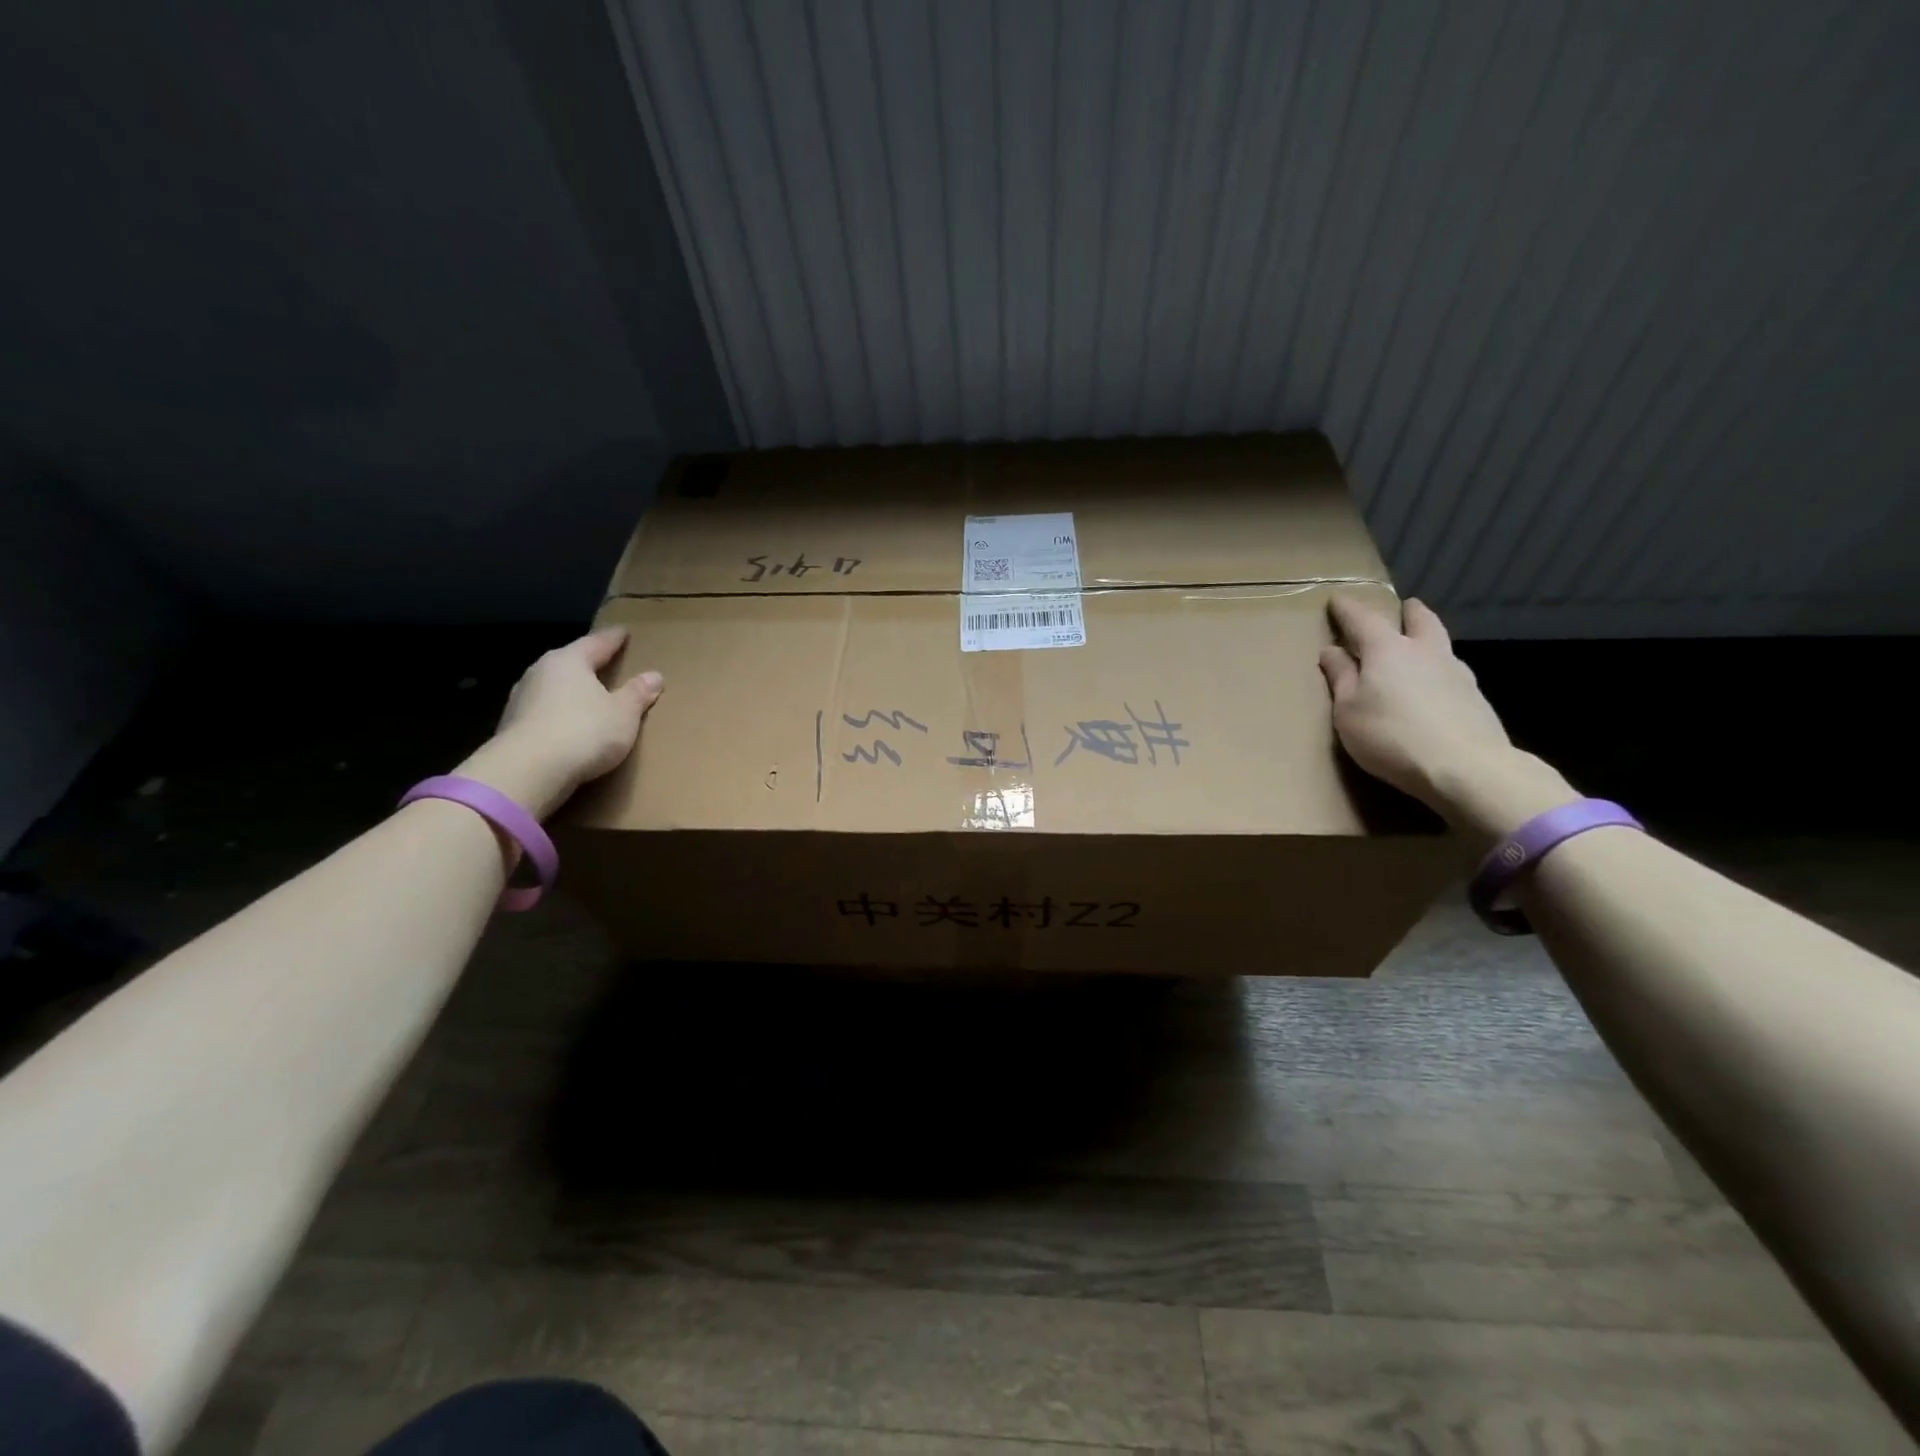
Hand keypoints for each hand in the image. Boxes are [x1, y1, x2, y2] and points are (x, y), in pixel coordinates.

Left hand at [455, 627, 662, 818]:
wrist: (528, 771)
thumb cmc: (584, 731)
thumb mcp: (623, 713)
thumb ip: (638, 694)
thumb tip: (654, 675)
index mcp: (569, 661)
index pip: (597, 642)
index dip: (614, 638)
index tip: (624, 632)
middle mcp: (541, 672)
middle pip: (570, 662)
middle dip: (588, 664)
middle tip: (607, 663)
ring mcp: (522, 699)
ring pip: (553, 687)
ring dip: (571, 691)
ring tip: (589, 697)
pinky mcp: (512, 726)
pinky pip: (544, 712)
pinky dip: (559, 714)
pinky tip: (569, 724)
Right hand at [1319, 596, 1573, 837]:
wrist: (1466, 768)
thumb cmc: (1391, 736)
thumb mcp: (1349, 711)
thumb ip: (1341, 678)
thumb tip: (1332, 651)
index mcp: (1388, 650)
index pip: (1363, 619)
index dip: (1347, 609)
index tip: (1337, 601)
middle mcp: (1426, 651)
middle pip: (1420, 620)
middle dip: (1408, 611)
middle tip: (1402, 608)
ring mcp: (1457, 673)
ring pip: (1441, 644)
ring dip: (1427, 639)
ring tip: (1417, 649)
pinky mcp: (1475, 698)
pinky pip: (1452, 672)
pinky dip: (1438, 670)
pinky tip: (1433, 686)